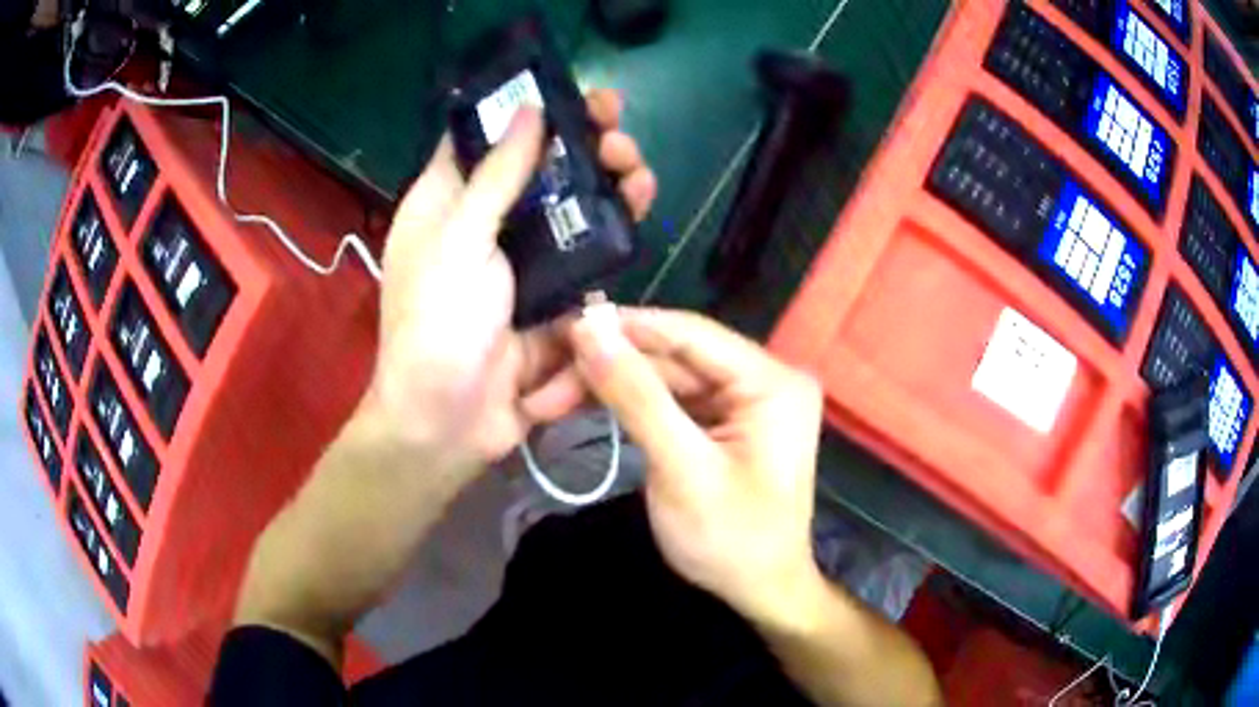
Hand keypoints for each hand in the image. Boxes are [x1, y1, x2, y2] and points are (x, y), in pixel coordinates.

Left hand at [366, 90, 656, 466]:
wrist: (449, 423)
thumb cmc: (436, 325)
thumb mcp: (459, 241)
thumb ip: (497, 175)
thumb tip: (528, 109)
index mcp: (446, 202)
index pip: (486, 137)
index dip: (526, 111)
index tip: (572, 93)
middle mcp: (484, 223)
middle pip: (538, 167)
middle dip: (581, 144)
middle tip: (618, 129)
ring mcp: (521, 259)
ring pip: (570, 205)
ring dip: (606, 180)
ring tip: (638, 167)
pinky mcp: (553, 294)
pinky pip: (588, 252)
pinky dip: (614, 228)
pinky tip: (640, 206)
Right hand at [568, 307, 826, 627]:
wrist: (760, 593)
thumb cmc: (731, 540)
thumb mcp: (681, 468)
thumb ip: (636, 395)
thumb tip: (589, 329)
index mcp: (771, 380)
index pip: (690, 333)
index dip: (625, 326)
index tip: (563, 328)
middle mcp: (762, 379)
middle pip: (673, 357)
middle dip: (608, 367)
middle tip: (543, 381)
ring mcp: (743, 401)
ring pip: (665, 377)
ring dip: (610, 386)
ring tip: (549, 397)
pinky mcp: (723, 423)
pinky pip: (670, 401)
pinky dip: (628, 405)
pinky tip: (584, 405)